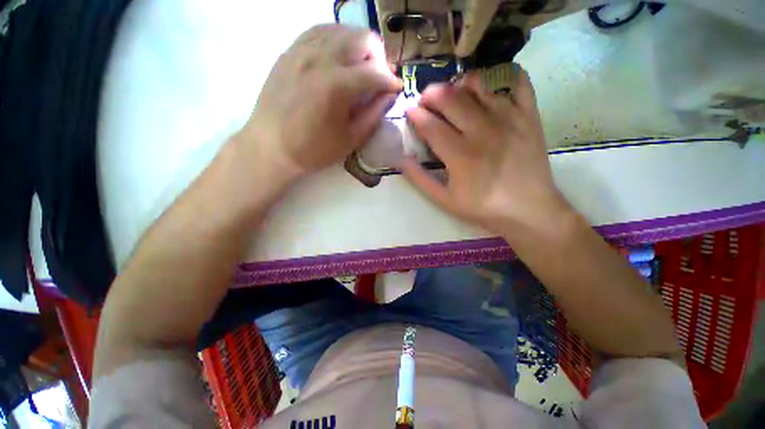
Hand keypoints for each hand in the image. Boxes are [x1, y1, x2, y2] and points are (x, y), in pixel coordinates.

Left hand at [235, 24, 401, 182]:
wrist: (270, 147)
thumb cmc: (313, 150)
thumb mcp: (350, 140)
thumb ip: (373, 115)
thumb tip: (389, 95)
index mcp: (336, 86)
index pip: (375, 72)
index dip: (391, 81)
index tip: (396, 89)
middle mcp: (319, 58)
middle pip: (362, 38)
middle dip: (378, 57)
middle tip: (378, 79)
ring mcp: (301, 50)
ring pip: (341, 29)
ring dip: (358, 46)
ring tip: (360, 68)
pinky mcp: (290, 51)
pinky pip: (319, 32)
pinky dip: (336, 40)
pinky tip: (339, 57)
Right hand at [403, 68, 569, 234]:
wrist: (529, 210)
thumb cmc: (483, 207)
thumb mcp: (445, 200)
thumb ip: (421, 179)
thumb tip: (401, 160)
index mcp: (459, 154)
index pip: (430, 125)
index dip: (415, 115)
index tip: (409, 112)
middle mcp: (482, 130)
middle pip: (450, 98)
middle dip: (431, 94)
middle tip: (426, 101)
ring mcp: (508, 119)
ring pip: (478, 85)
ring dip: (459, 85)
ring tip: (455, 96)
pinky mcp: (529, 116)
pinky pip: (518, 83)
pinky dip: (503, 77)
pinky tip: (490, 90)